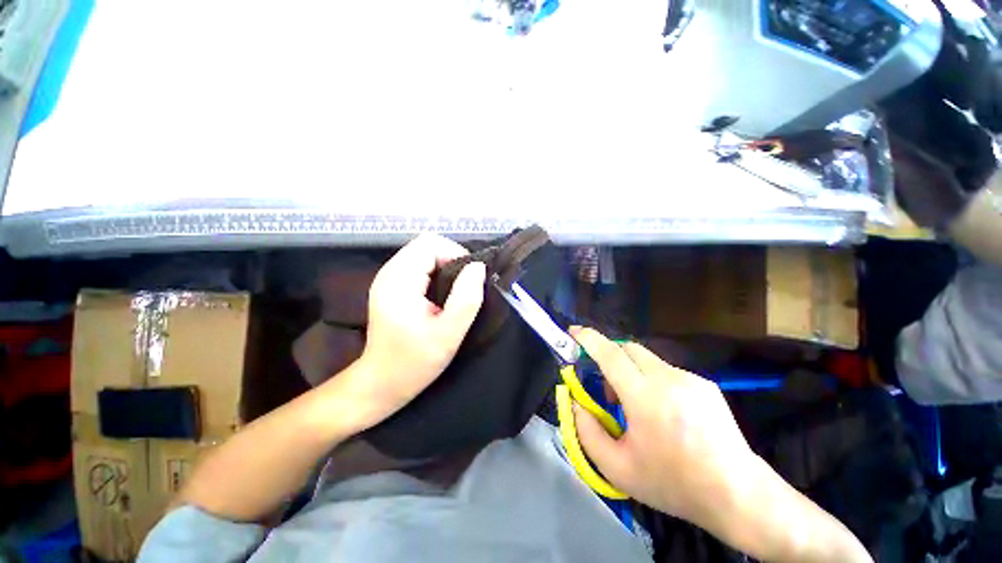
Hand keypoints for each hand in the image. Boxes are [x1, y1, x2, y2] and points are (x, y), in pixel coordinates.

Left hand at [349, 234, 485, 427]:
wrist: (381, 383)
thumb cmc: (414, 363)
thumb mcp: (448, 334)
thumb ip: (466, 298)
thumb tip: (478, 267)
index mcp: (399, 280)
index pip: (431, 244)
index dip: (456, 254)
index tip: (470, 280)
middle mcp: (390, 272)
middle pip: (427, 245)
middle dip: (452, 260)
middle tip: (465, 288)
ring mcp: (389, 279)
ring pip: (424, 255)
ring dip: (445, 267)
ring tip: (456, 293)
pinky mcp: (392, 287)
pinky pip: (419, 266)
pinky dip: (437, 273)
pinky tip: (442, 295)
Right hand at [570, 328, 755, 530]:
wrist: (737, 494)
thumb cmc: (673, 484)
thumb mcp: (617, 468)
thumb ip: (586, 431)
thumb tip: (575, 402)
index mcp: (646, 399)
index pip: (610, 354)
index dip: (588, 339)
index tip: (573, 332)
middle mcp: (668, 379)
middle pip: (627, 348)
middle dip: (608, 357)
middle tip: (606, 387)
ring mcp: (690, 378)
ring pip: (646, 359)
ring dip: (630, 371)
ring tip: (636, 406)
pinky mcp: (704, 383)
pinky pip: (666, 371)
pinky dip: (652, 380)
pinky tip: (664, 412)